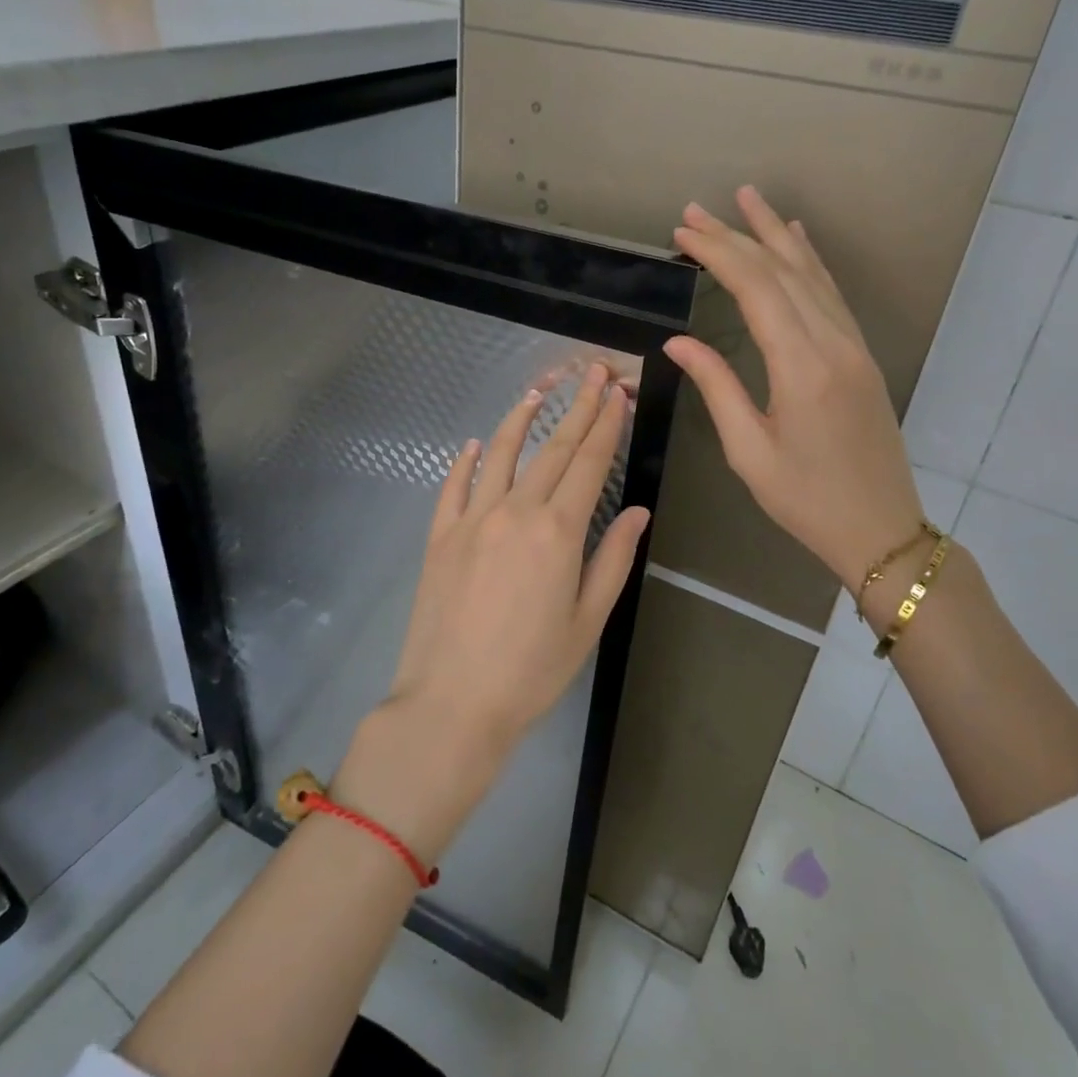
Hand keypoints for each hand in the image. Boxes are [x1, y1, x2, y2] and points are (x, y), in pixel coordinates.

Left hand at [384, 362, 648, 761]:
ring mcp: (471, 519)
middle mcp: (514, 511)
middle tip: (591, 373)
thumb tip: (638, 512)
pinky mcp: (440, 535)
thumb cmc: (532, 670)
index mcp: (557, 531)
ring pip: (499, 454)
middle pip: (552, 449)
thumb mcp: (588, 621)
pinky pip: (453, 486)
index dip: (606, 424)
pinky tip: (472, 444)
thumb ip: (613, 559)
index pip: (589, 463)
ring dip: (520, 420)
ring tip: (538, 393)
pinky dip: (464, 461)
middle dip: (576, 408)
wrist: (452, 703)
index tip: (617, 392)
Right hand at [664, 186, 924, 588]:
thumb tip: (678, 342)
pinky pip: (832, 293)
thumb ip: (716, 386)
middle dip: (737, 235)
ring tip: (747, 199)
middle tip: (696, 211)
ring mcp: (853, 346)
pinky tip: (798, 239)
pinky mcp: (860, 355)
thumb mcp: (748, 451)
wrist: (881, 529)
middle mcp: (832, 344)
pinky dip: (810, 260)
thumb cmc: (805, 499)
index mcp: (802, 367)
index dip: (718, 254)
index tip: (682, 233)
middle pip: (782, 271)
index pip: (756, 289)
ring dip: (776, 234)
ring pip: (812, 274)